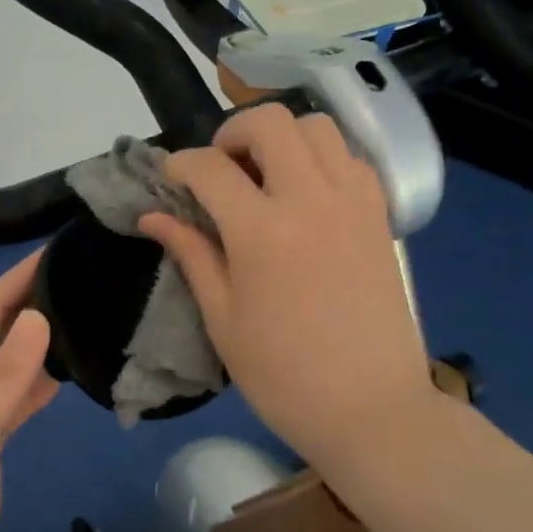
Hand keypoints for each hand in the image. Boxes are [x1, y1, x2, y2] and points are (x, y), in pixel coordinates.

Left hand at [0, 252, 57, 531]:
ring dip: (32, 344)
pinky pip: (8, 405)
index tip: (53, 251)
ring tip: (75, 320)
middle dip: (26, 304)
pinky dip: (32, 388)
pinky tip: (58, 380)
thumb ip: (3, 378)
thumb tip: (36, 318)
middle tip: (75, 281)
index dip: (14, 281)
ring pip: (2, 369)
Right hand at [139, 105, 437, 471]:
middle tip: (221, 169)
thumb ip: (191, 254)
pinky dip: (322, 157)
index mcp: (262, 231)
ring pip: (317, 127)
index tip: (170, 178)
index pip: (210, 168)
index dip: (179, 165)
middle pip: (270, 121)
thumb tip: (151, 216)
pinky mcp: (380, 215)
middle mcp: (311, 199)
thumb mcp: (222, 318)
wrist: (372, 409)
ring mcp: (353, 202)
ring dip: (282, 138)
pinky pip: (350, 157)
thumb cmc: (283, 375)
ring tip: (265, 176)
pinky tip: (306, 195)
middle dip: (232, 132)